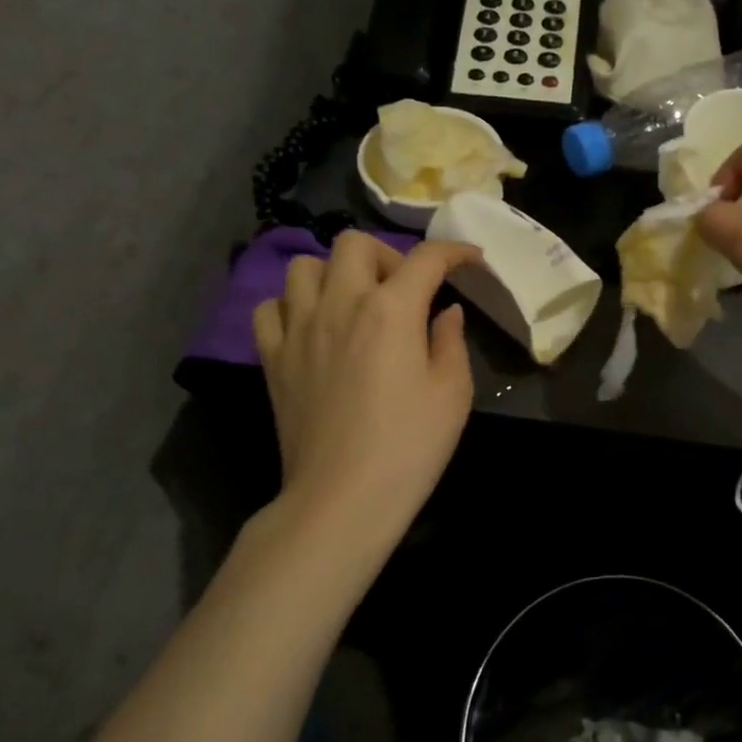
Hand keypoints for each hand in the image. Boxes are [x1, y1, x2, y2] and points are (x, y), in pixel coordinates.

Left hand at [253, 234, 479, 552]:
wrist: (342, 498)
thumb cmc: (409, 446)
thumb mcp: (453, 393)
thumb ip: (450, 341)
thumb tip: (445, 312)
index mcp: (391, 310)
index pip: (426, 258)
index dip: (454, 251)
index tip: (471, 260)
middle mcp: (340, 304)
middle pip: (354, 243)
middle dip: (387, 255)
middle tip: (404, 290)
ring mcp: (299, 329)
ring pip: (304, 266)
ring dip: (334, 274)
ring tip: (354, 303)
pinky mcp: (272, 358)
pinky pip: (269, 308)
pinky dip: (291, 306)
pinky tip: (312, 327)